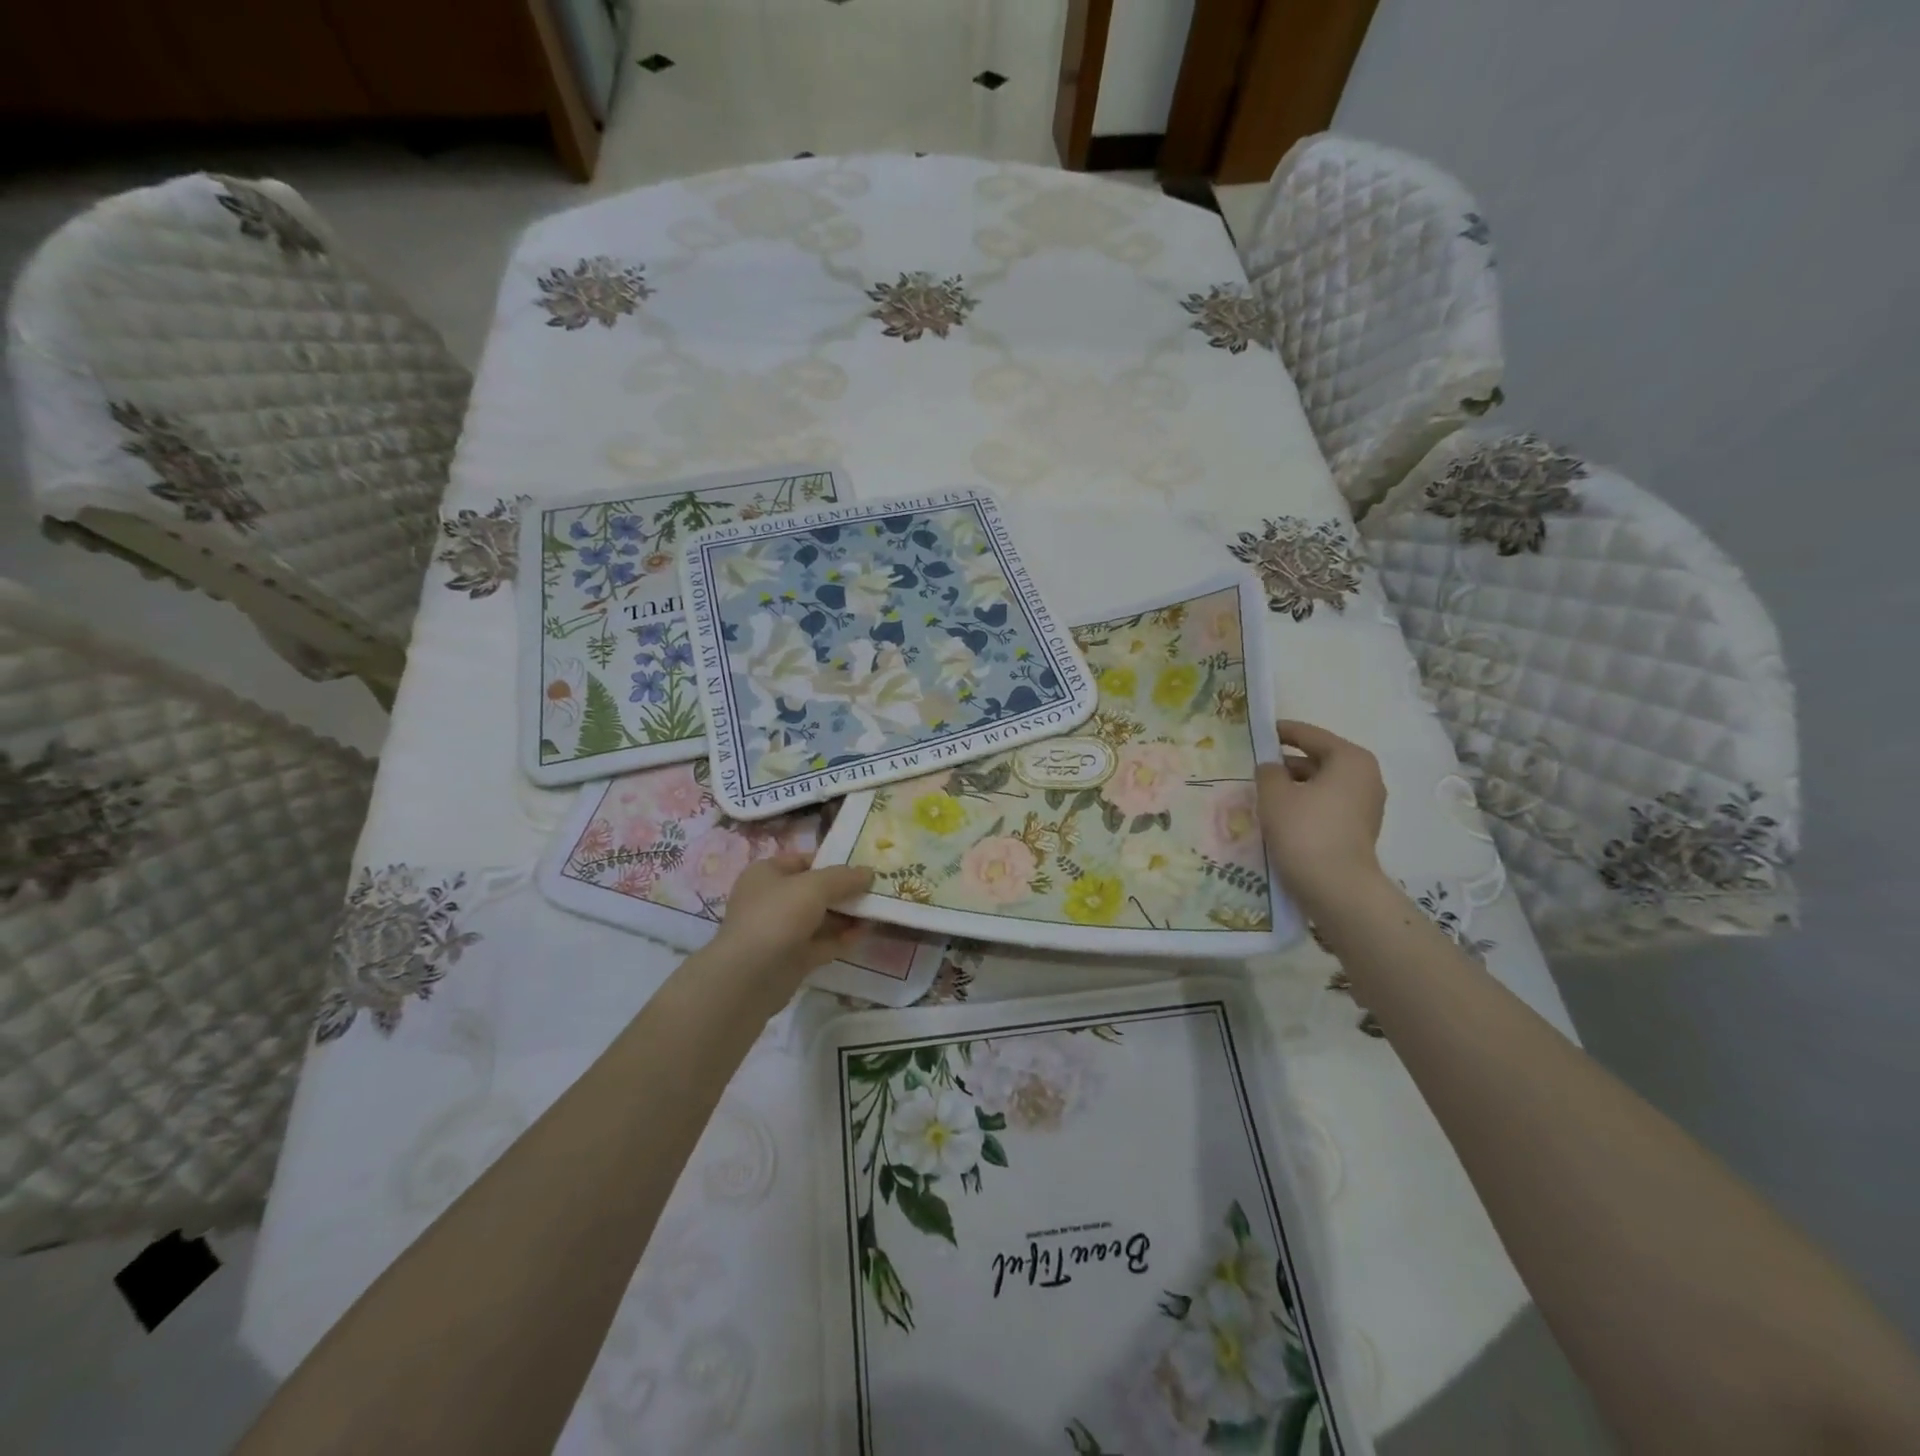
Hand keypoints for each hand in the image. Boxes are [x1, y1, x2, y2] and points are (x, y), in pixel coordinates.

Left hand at [708, 852, 874, 991]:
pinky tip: (864, 934)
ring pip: (820, 918)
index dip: (833, 861)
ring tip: (877, 911)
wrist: (750, 977)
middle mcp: (771, 900)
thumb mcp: (815, 886)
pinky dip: (841, 939)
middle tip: (877, 889)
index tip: (863, 866)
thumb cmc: (777, 916)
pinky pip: (821, 943)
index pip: (804, 861)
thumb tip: (869, 872)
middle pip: (815, 890)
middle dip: (844, 891)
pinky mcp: (791, 959)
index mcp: (767, 874)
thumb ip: (844, 877)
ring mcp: (781, 931)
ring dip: (846, 916)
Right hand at [1255, 720, 1387, 918]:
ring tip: (1263, 794)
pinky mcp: (1359, 831)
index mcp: (1350, 759)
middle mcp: (1365, 777)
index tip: (1259, 732)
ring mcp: (1366, 807)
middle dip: (1287, 764)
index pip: (1310, 735)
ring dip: (1294, 788)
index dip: (1282, 731)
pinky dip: (1305, 806)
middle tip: (1256, 768)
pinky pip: (1326, 807)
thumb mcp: (1274, 794)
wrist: (1336, 887)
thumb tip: (1271, 768)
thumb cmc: (1305, 830)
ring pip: (1322, 786)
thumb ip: (1268, 772)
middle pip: (1318, 760)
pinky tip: (1280, 817)